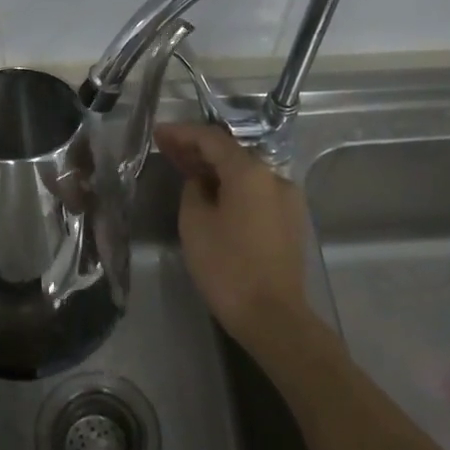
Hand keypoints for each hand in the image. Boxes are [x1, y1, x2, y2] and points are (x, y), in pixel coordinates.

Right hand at [154, 123, 313, 349]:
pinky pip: (256, 192)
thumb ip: (194, 190)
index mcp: (251, 172)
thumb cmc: (227, 268)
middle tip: (167, 149)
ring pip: (245, 173)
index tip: (158, 132)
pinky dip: (233, 187)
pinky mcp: (290, 220)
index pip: (212, 139)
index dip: (182, 133)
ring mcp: (287, 199)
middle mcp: (274, 177)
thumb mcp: (195, 224)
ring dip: (216, 169)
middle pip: (232, 153)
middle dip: (198, 149)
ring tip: (185, 169)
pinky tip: (212, 195)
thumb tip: (201, 181)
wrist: (273, 316)